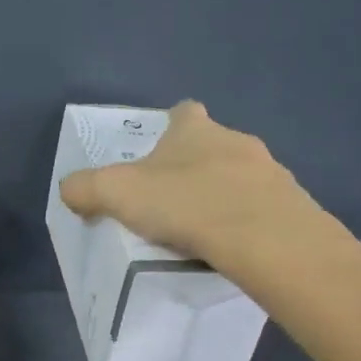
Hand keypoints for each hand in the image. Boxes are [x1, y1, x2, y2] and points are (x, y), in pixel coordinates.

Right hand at [59, 101, 307, 262]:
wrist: (262, 236)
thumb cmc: (185, 203)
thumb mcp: (117, 194)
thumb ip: (85, 188)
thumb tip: (69, 190)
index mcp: (194, 129)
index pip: (182, 113)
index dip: (170, 128)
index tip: (159, 157)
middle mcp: (234, 139)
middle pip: (212, 145)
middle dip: (195, 167)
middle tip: (175, 202)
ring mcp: (269, 170)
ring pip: (240, 176)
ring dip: (224, 195)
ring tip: (205, 230)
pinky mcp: (290, 204)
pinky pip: (263, 208)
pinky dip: (248, 222)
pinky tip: (234, 247)